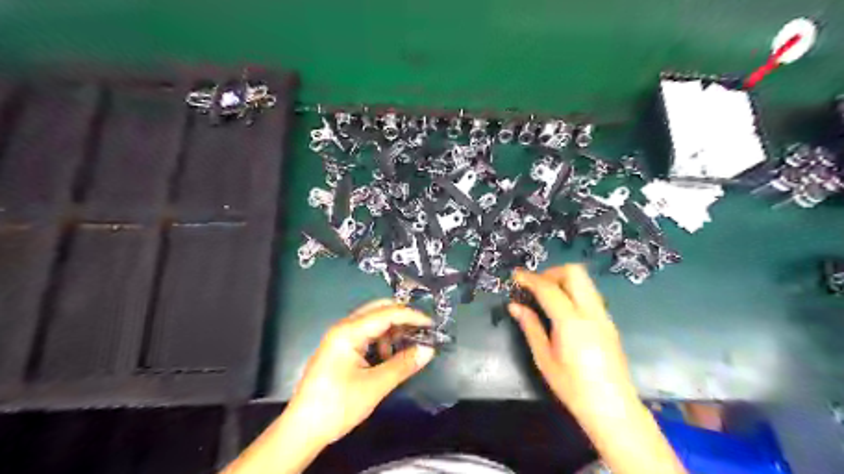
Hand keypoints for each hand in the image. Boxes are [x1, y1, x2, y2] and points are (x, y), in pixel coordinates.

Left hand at [287, 301, 437, 443]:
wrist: (303, 429)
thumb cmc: (337, 405)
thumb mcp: (375, 386)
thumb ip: (403, 364)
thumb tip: (428, 349)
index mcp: (349, 331)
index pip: (387, 313)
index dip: (412, 316)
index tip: (432, 325)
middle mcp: (343, 327)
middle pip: (378, 311)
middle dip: (402, 319)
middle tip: (421, 332)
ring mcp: (340, 337)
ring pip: (372, 322)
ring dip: (391, 331)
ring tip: (405, 349)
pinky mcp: (339, 349)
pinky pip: (365, 335)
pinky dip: (381, 341)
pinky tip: (386, 358)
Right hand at [508, 265, 640, 415]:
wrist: (613, 408)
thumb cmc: (573, 387)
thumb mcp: (544, 359)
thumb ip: (530, 327)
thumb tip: (514, 306)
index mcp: (571, 322)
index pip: (548, 288)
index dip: (529, 278)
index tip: (515, 275)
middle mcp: (591, 312)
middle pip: (574, 272)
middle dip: (551, 272)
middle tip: (535, 286)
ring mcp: (603, 315)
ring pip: (585, 281)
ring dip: (563, 280)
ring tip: (545, 296)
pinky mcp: (609, 322)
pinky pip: (589, 294)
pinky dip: (573, 291)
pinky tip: (562, 310)